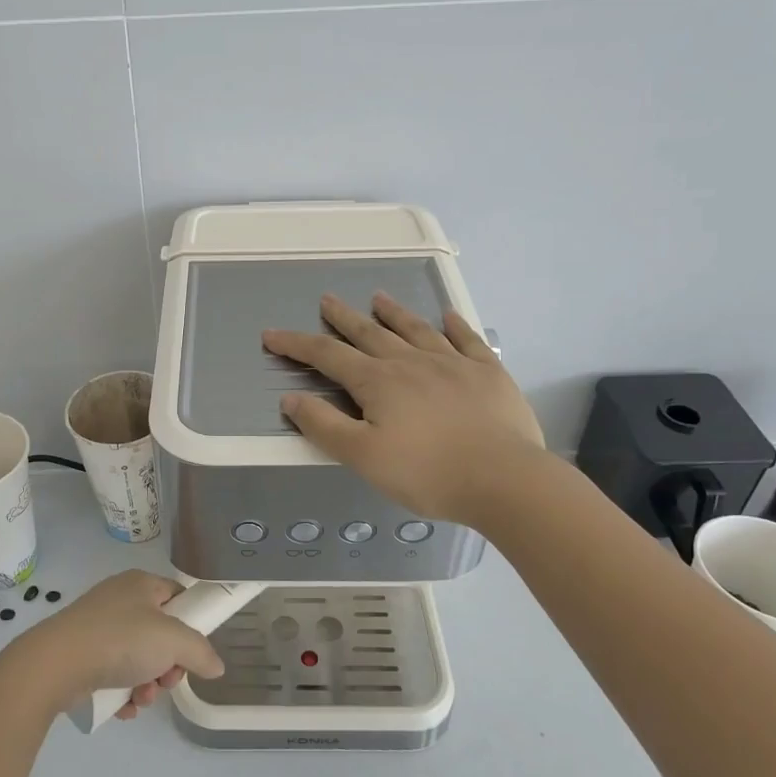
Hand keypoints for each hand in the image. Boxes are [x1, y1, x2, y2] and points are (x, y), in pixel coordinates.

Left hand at [8, 569, 225, 720]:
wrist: (56, 663)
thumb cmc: (121, 640)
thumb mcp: (173, 641)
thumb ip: (201, 652)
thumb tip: (217, 666)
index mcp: (142, 584)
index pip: (178, 596)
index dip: (191, 623)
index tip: (193, 652)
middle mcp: (120, 599)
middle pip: (160, 633)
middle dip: (168, 665)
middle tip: (166, 681)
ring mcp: (98, 626)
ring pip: (138, 657)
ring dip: (147, 684)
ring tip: (140, 699)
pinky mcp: (82, 652)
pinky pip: (114, 671)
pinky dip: (123, 691)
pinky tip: (123, 707)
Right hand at [263, 292, 546, 525]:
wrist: (503, 479)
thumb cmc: (426, 473)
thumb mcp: (362, 457)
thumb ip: (324, 426)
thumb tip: (290, 398)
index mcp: (378, 382)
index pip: (327, 356)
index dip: (296, 344)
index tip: (272, 335)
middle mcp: (411, 362)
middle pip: (369, 333)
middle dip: (343, 317)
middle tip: (327, 299)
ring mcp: (453, 363)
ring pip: (415, 329)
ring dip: (394, 313)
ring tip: (379, 297)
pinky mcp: (488, 373)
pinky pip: (467, 340)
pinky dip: (454, 325)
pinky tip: (448, 316)